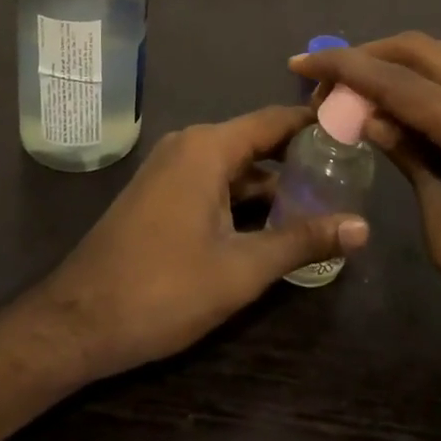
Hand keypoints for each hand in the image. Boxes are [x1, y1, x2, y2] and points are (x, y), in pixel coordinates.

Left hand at [31, 106, 370, 381]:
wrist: (78, 321)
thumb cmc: (163, 288)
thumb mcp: (241, 269)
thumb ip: (302, 241)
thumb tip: (363, 227)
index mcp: (208, 147)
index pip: (275, 120)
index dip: (316, 124)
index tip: (356, 130)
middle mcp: (190, 145)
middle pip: (257, 141)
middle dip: (300, 158)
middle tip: (349, 172)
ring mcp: (171, 169)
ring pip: (236, 166)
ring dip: (274, 184)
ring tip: (324, 201)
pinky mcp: (162, 193)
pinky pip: (214, 182)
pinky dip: (245, 198)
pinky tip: (275, 225)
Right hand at [292, 34, 440, 384]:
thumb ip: (413, 164)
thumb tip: (371, 118)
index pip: (398, 83)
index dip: (344, 69)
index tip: (300, 64)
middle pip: (422, 51)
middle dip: (367, 55)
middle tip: (324, 80)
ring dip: (396, 61)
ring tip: (355, 87)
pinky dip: (423, 76)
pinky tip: (400, 103)